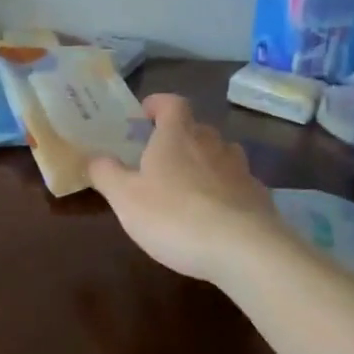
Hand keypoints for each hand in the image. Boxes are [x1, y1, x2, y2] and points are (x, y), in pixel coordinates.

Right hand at [86, 95, 289, 283]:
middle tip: (161, 158)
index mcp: (177, 136)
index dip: (158, 104)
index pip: (172, 103)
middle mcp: (212, 143)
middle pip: (197, 128)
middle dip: (179, 137)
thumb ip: (106, 173)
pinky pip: (238, 185)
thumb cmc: (175, 216)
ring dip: (205, 162)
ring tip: (189, 186)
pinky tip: (217, 215)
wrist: (244, 249)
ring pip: (221, 154)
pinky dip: (226, 192)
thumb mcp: (125, 198)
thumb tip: (94, 157)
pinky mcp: (259, 197)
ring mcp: (240, 169)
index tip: (144, 115)